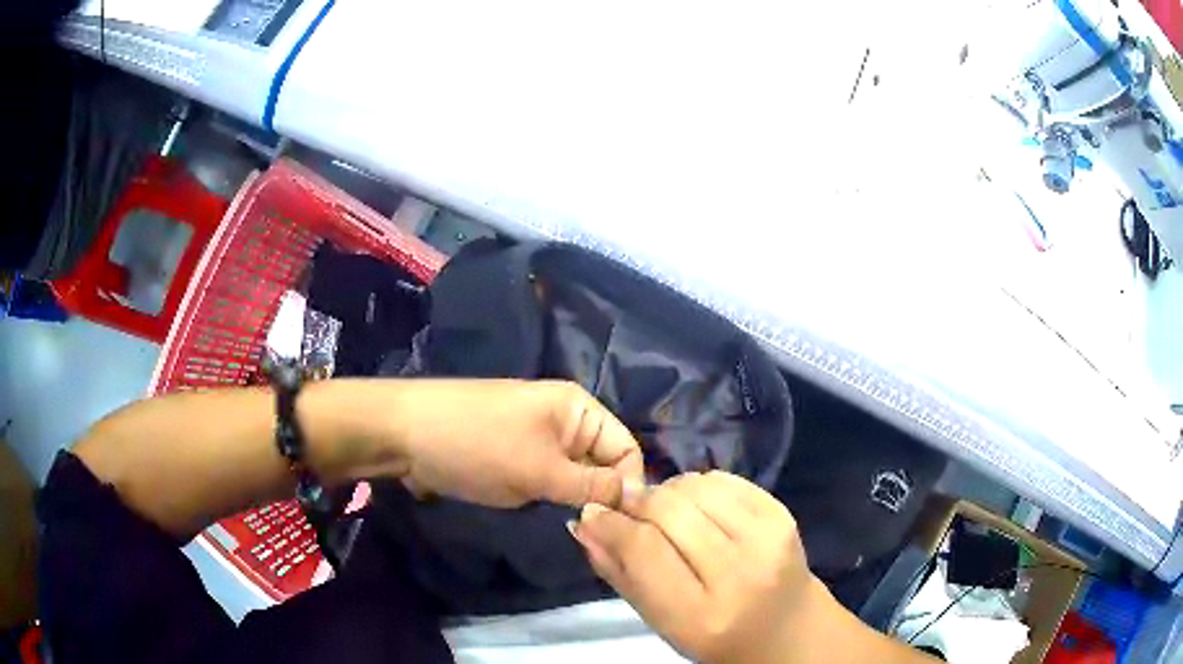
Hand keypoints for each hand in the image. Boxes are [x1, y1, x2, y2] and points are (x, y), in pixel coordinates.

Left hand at [380, 379, 643, 508]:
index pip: (627, 449)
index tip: (618, 526)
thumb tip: (634, 501)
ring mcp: (537, 438)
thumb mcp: (541, 471)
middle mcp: (564, 420)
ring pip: (575, 475)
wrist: (405, 434)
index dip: (629, 486)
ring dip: (573, 500)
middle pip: (603, 463)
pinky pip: (548, 478)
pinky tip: (543, 515)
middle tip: (591, 534)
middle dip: (599, 497)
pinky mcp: (515, 455)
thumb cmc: (478, 446)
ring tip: (569, 528)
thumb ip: (592, 487)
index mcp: (578, 408)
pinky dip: (550, 498)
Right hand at [571, 471, 836, 663]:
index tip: (593, 513)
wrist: (787, 630)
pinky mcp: (784, 514)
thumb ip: (618, 574)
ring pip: (696, 487)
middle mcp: (740, 574)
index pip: (644, 549)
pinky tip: (699, 508)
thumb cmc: (715, 637)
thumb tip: (584, 523)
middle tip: (629, 511)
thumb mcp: (660, 622)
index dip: (611, 524)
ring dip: (669, 492)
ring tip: (666, 514)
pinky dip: (700, 487)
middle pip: (669, 510)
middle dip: (638, 503)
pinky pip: (725, 480)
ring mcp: (768, 539)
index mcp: (702, 615)